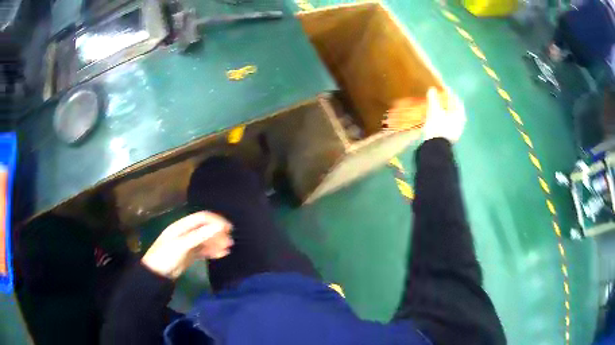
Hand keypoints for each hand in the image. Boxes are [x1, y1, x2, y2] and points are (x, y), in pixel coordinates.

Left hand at [142, 212, 232, 278]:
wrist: (156, 274)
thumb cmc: (167, 256)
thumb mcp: (182, 245)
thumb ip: (199, 236)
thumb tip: (218, 227)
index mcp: (182, 226)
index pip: (202, 218)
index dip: (215, 220)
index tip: (228, 228)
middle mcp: (186, 232)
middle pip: (205, 228)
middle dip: (218, 233)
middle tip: (230, 241)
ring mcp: (188, 244)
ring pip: (205, 240)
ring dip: (216, 242)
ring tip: (228, 248)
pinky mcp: (190, 254)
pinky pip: (203, 250)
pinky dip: (212, 251)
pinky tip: (221, 254)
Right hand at [422, 87, 465, 142]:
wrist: (436, 146)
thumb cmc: (438, 126)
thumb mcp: (434, 110)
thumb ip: (433, 98)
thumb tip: (432, 88)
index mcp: (459, 115)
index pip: (457, 101)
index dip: (451, 94)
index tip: (445, 89)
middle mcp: (460, 123)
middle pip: (455, 110)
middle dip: (449, 104)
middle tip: (442, 98)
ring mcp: (456, 131)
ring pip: (452, 118)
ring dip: (446, 112)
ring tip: (439, 108)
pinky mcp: (450, 137)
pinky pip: (448, 125)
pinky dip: (444, 120)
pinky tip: (437, 118)